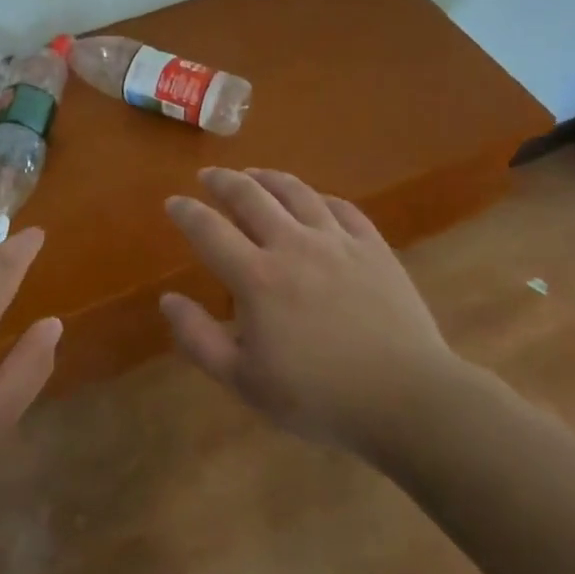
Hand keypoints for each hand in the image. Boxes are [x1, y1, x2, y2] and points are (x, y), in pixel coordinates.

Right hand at [160, 168, 460, 447]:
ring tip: (254, 174)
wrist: (407, 398)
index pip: (209, 230)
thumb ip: (199, 338)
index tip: (173, 202)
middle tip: (209, 175)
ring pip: (297, 192)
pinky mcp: (374, 247)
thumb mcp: (245, 381)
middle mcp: (293, 245)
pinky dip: (319, 197)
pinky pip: (342, 208)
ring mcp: (338, 241)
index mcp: (257, 277)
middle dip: (223, 181)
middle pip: (251, 196)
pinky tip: (314, 200)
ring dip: (268, 178)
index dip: (186, 212)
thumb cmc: (318, 397)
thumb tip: (168, 300)